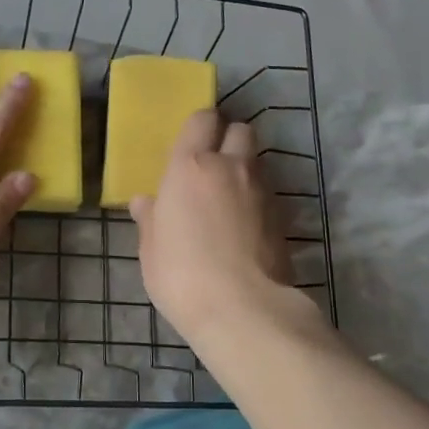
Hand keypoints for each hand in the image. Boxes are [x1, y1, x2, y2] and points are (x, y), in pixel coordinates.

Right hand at [132, 111, 294, 342]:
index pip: (201, 120)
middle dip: (229, 139)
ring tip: (231, 199)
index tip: (191, 145)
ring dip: (245, 170)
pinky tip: (247, 227)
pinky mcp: (283, 216)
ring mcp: (261, 190)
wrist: (241, 308)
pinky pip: (269, 194)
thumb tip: (145, 202)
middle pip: (240, 130)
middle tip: (214, 166)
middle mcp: (230, 167)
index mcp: (190, 167)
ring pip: (258, 161)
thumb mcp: (151, 250)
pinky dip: (259, 200)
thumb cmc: (180, 275)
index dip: (199, 127)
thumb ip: (150, 219)